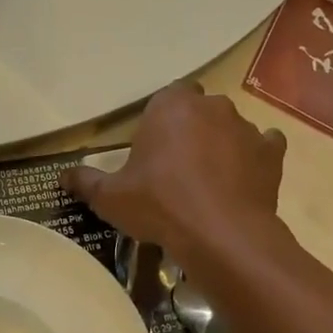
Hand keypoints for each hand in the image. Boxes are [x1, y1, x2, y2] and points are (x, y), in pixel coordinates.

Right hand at [62, 83, 285, 261]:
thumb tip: (61, 177)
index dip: (160, 120)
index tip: (153, 148)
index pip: (167, 96)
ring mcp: (246, 128)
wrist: (222, 235)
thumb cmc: (159, 205)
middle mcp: (211, 106)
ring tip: (208, 180)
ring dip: (221, 144)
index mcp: (171, 105)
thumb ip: (85, 181)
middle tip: (176, 165)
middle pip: (199, 109)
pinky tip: (243, 180)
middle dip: (190, 129)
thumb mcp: (111, 197)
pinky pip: (264, 147)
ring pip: (230, 128)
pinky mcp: (272, 154)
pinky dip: (255, 158)